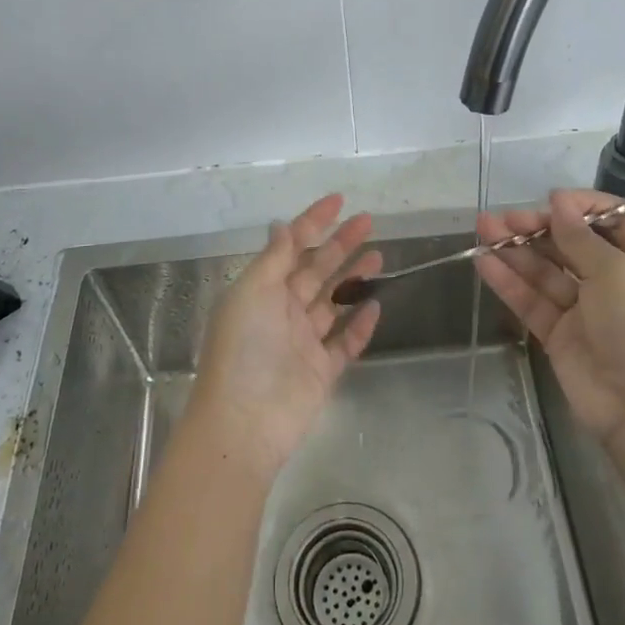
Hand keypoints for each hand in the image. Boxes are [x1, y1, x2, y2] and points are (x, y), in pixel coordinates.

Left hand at [190, 195, 381, 476]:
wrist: (244, 423)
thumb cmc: (243, 349)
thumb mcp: (252, 292)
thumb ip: (274, 259)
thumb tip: (284, 225)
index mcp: (261, 290)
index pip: (291, 246)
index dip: (313, 221)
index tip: (339, 200)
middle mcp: (282, 311)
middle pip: (316, 270)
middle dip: (341, 244)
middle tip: (368, 222)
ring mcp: (303, 342)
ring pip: (333, 302)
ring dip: (354, 278)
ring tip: (380, 256)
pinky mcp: (322, 371)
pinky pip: (345, 342)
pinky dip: (360, 324)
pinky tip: (376, 305)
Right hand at [476, 189, 624, 460]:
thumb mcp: (618, 274)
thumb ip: (580, 238)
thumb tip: (559, 202)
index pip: (614, 219)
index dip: (583, 206)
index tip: (551, 200)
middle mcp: (616, 280)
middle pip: (572, 242)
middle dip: (538, 227)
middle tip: (504, 219)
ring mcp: (586, 308)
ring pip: (547, 270)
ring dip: (516, 249)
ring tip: (483, 229)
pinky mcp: (560, 334)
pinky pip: (533, 300)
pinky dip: (509, 281)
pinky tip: (484, 262)